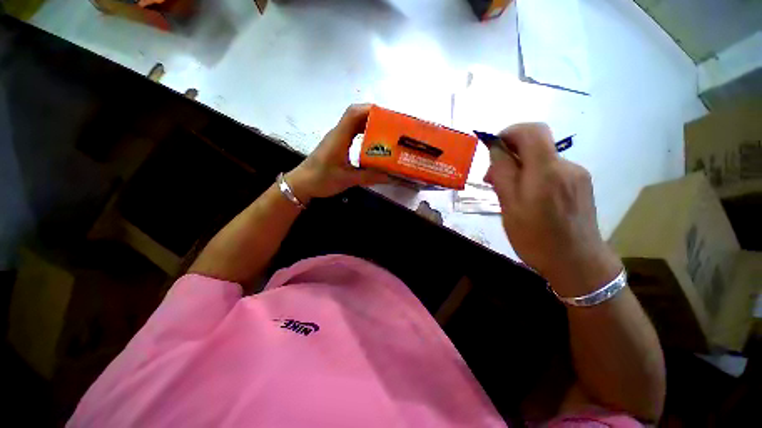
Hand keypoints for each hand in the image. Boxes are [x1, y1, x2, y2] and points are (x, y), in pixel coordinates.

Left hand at [286, 104, 388, 202]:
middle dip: (375, 117)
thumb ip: (370, 177)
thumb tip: (391, 177)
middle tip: (391, 126)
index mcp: (339, 137)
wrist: (301, 184)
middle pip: (356, 115)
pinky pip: (352, 133)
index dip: (370, 110)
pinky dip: (364, 133)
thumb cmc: (321, 179)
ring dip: (369, 124)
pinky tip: (373, 144)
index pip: (353, 113)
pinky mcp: (336, 145)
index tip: (388, 116)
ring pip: (354, 123)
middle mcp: (338, 133)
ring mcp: (336, 138)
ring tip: (386, 133)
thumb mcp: (347, 179)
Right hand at [485, 123, 621, 295]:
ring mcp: (577, 175)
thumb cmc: (535, 238)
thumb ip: (502, 174)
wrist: (577, 263)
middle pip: (535, 144)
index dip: (509, 132)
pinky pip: (552, 171)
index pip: (531, 131)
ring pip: (542, 159)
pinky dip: (534, 176)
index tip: (492, 148)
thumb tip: (496, 149)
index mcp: (546, 171)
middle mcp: (566, 166)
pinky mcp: (581, 185)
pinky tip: (527, 197)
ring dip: (520, 167)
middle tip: (492, 178)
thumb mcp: (509, 206)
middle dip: (509, 154)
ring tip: (507, 192)